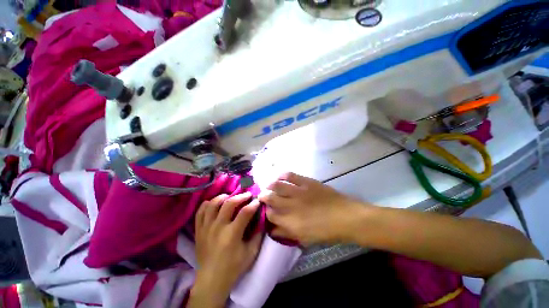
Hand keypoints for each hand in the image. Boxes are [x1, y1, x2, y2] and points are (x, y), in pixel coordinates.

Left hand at [191, 192, 262, 306]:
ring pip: (212, 204)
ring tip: (230, 196)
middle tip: (247, 195)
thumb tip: (261, 219)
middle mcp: (218, 228)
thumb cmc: (233, 267)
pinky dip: (207, 204)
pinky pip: (200, 212)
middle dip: (240, 196)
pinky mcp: (198, 230)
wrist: (211, 281)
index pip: (245, 212)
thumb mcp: (251, 253)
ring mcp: (206, 228)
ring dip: (223, 197)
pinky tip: (214, 203)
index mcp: (232, 234)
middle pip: (229, 204)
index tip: (257, 201)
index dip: (253, 204)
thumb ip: (258, 235)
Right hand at [259, 172, 365, 244]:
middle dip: (264, 196)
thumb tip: (272, 229)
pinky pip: (290, 175)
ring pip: (277, 185)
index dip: (266, 212)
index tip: (266, 210)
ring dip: (270, 185)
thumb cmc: (325, 231)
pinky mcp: (306, 182)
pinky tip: (280, 176)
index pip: (270, 214)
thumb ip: (286, 233)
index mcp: (290, 222)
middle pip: (270, 198)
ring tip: (268, 186)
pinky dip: (282, 175)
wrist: (345, 216)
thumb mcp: (304, 238)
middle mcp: (291, 205)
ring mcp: (298, 191)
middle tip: (263, 195)